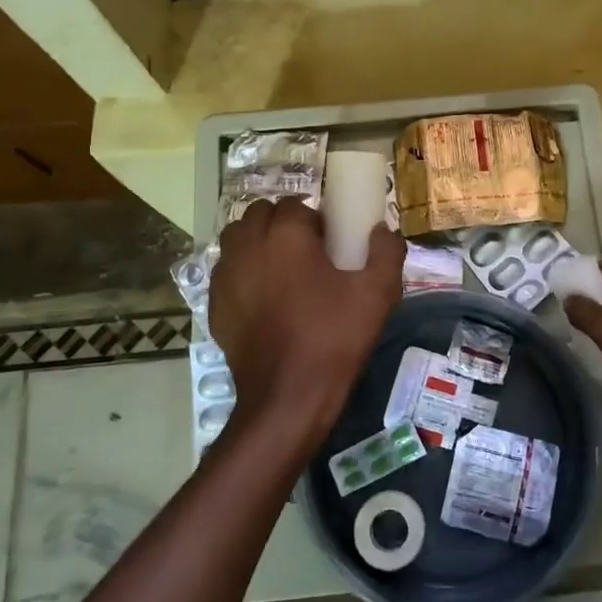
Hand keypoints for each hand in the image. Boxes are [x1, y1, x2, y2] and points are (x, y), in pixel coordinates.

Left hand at [209, 198, 404, 454]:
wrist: (287, 397)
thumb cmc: (334, 338)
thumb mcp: (378, 294)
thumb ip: (387, 252)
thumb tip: (382, 231)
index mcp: (285, 235)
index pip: (294, 204)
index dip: (315, 219)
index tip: (331, 243)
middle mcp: (248, 245)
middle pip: (260, 214)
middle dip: (282, 223)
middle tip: (308, 252)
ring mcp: (226, 275)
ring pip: (237, 238)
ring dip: (258, 242)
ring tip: (283, 269)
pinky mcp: (214, 303)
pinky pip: (227, 270)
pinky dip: (243, 271)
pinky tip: (264, 298)